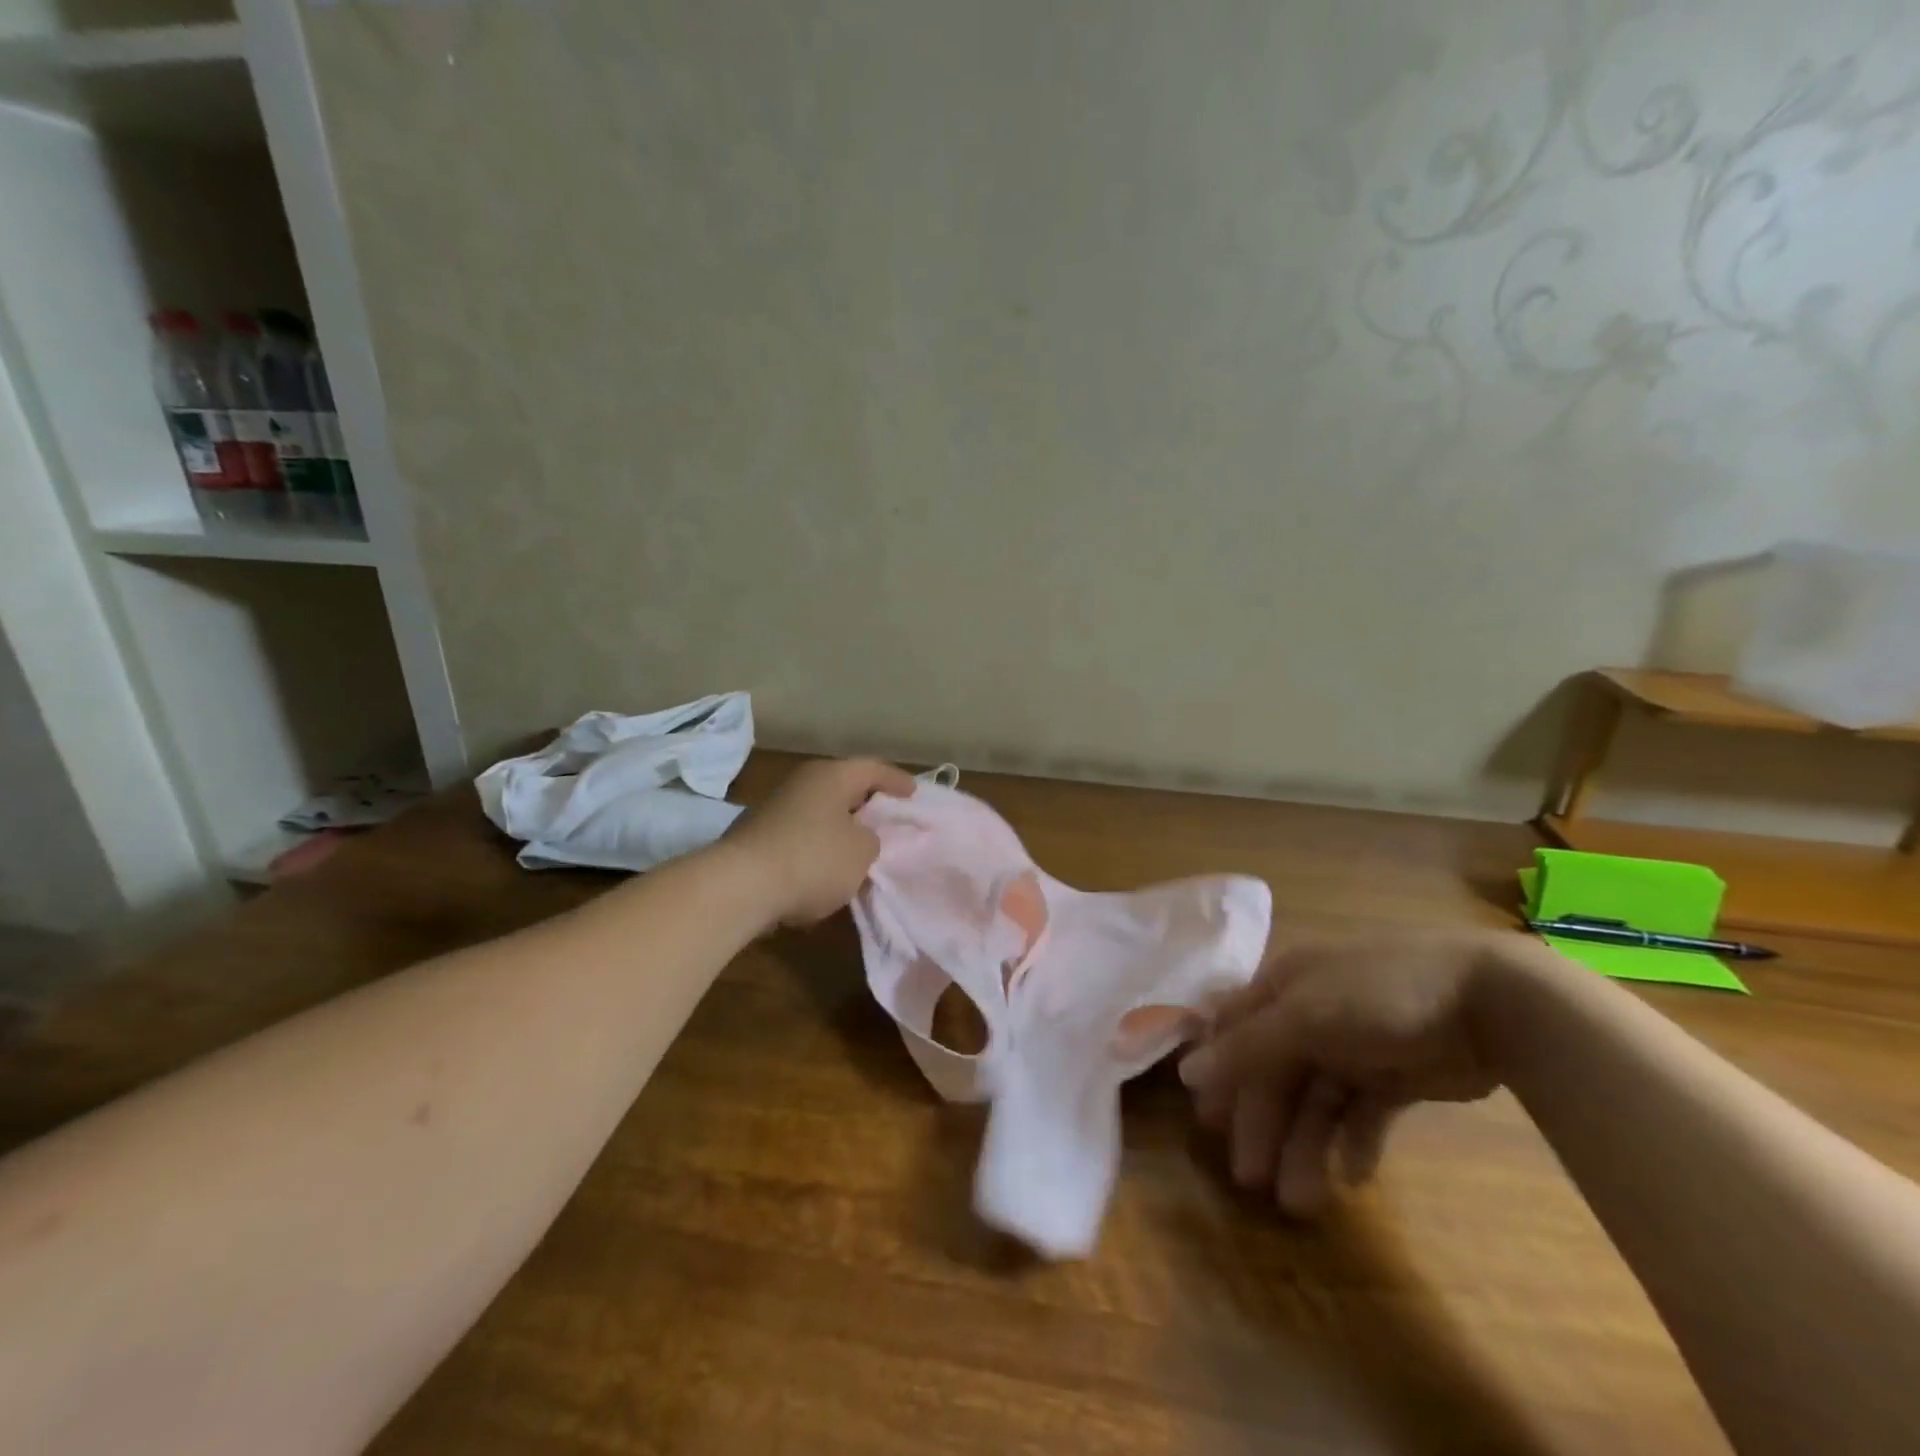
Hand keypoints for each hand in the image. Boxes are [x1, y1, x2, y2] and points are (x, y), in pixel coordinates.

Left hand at [724, 758, 916, 928]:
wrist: (740, 887)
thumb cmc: (813, 859)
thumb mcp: (862, 852)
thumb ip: (871, 840)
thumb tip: (857, 837)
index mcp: (831, 776)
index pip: (872, 769)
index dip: (896, 781)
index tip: (913, 793)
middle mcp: (801, 783)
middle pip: (842, 789)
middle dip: (865, 805)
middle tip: (887, 819)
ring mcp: (774, 809)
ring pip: (819, 814)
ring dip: (839, 830)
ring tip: (859, 851)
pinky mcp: (757, 838)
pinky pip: (800, 838)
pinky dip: (817, 850)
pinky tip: (825, 873)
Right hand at [1178, 931, 1544, 1217]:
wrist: (1492, 1001)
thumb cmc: (1378, 995)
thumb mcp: (1304, 1016)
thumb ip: (1247, 1046)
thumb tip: (1186, 1071)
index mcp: (1284, 986)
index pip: (1235, 1030)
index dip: (1219, 1073)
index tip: (1206, 1121)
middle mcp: (1311, 1014)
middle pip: (1274, 1073)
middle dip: (1263, 1125)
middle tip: (1252, 1181)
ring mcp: (1355, 1046)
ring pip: (1317, 1101)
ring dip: (1305, 1147)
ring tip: (1301, 1202)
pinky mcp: (1396, 1076)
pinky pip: (1363, 1113)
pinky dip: (1355, 1142)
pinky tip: (1355, 1176)